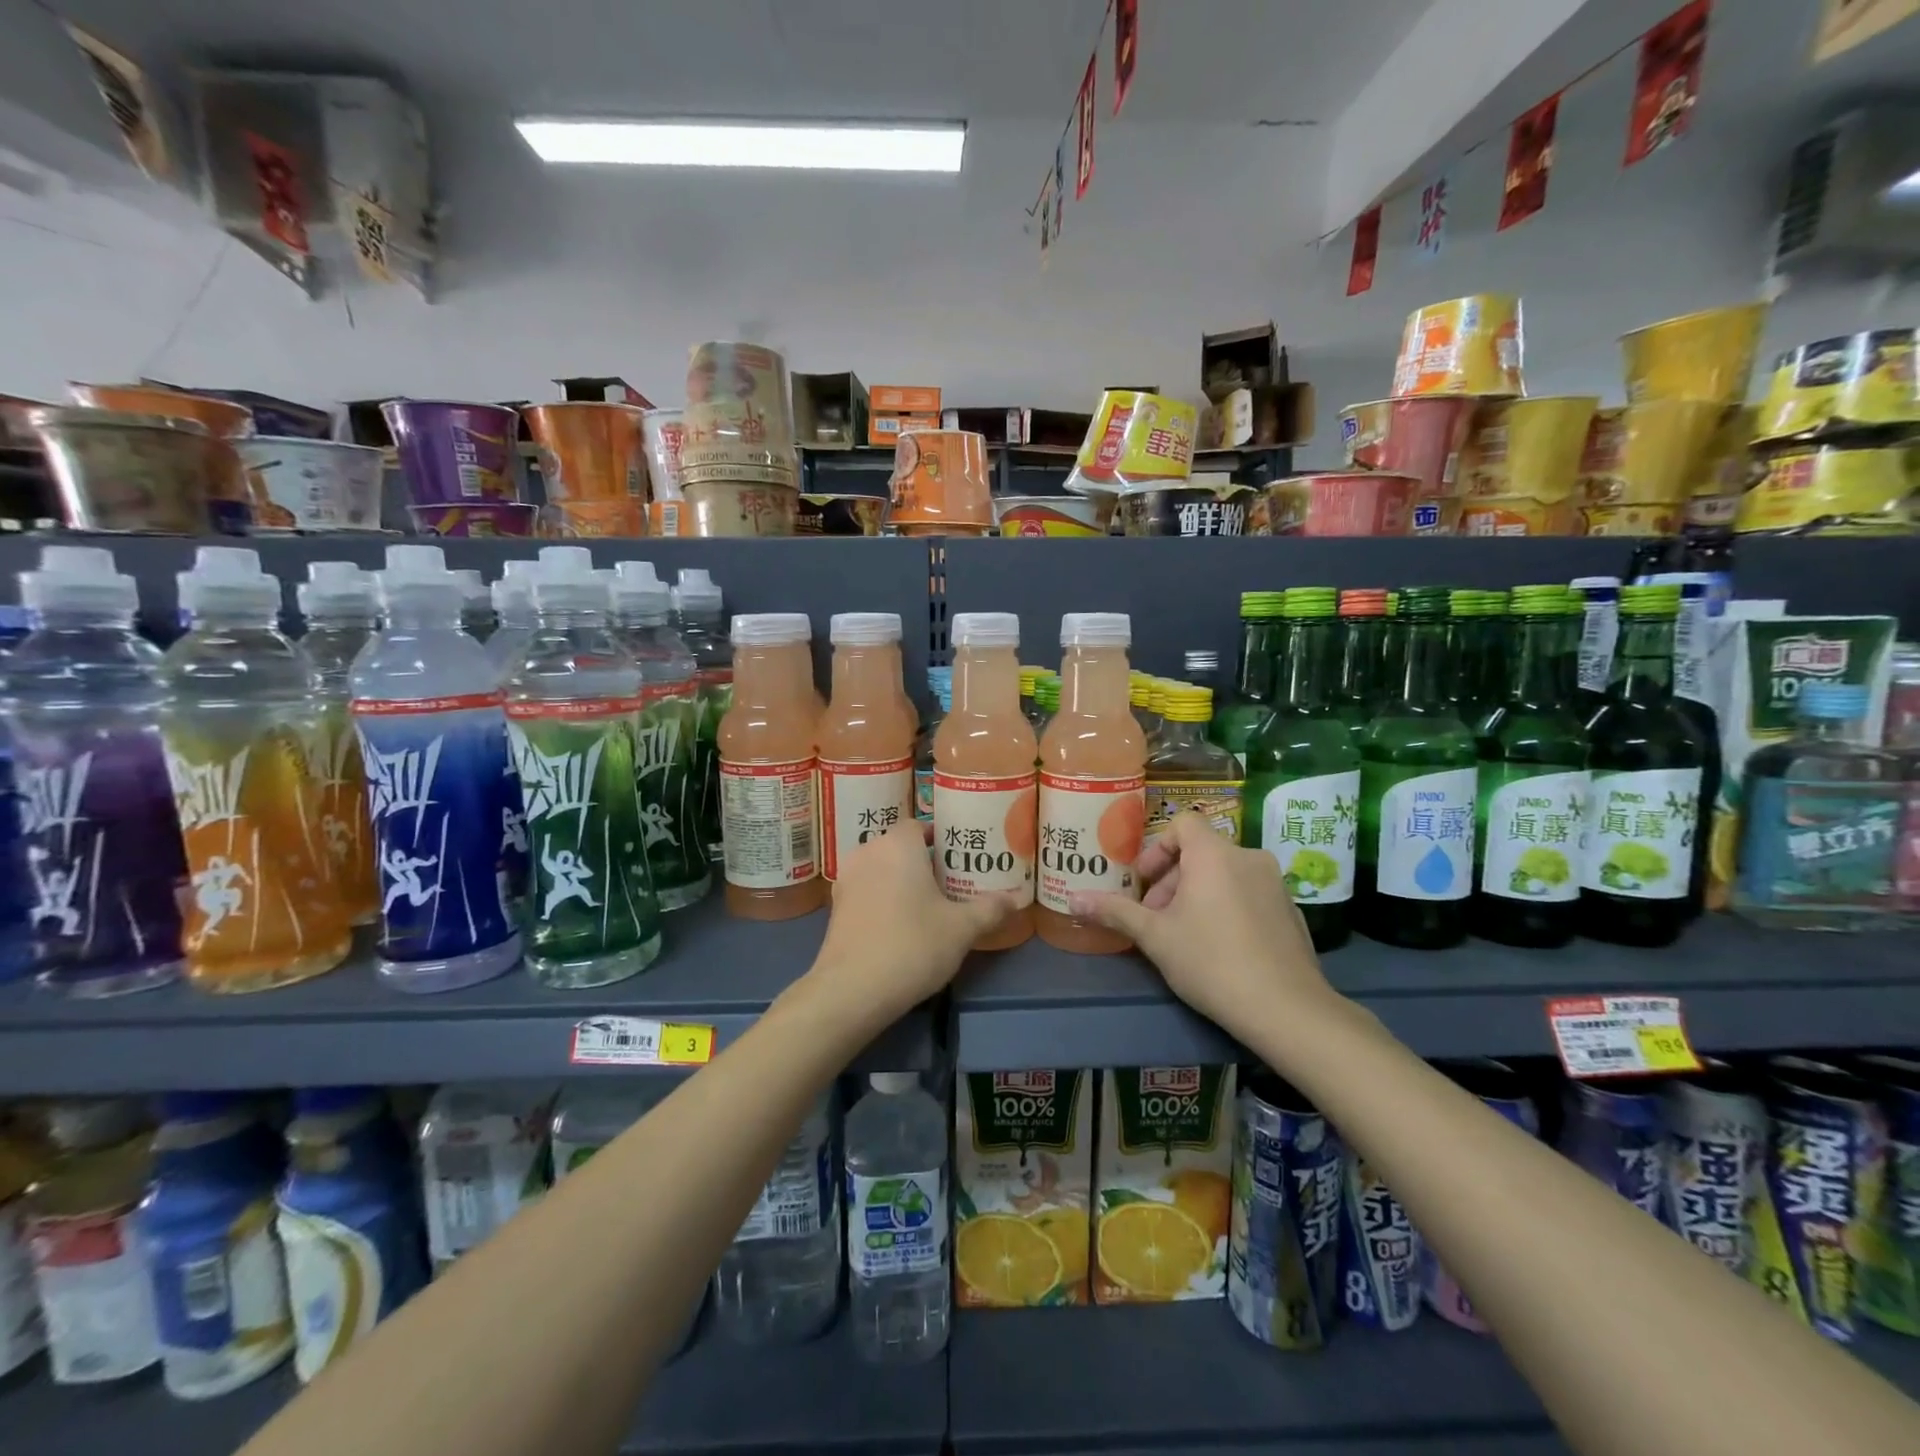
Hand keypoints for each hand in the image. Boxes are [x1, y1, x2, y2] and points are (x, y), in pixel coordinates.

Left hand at [807, 822, 1017, 1020]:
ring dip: (900, 880)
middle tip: (950, 883)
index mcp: (898, 845)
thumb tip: (1014, 899)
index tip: (959, 858)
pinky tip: (899, 925)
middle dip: (923, 861)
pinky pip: (866, 890)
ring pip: (881, 869)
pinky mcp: (835, 907)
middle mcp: (868, 852)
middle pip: (899, 847)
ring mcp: (846, 879)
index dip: (940, 838)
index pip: (919, 825)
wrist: (852, 989)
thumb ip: (989, 909)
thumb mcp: (962, 929)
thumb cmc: (913, 945)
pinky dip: (882, 899)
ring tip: (927, 905)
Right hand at [1069, 812, 1338, 1039]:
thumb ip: (1115, 911)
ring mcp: (1276, 884)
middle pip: (1201, 851)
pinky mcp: (1291, 910)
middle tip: (1155, 917)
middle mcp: (1249, 857)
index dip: (1157, 847)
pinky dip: (1228, 907)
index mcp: (1214, 854)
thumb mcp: (1155, 937)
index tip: (1143, 882)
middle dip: (1172, 879)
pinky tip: (1221, 948)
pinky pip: (1249, 894)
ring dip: (1198, 894)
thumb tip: (1073, 899)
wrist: (1286, 1009)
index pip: (1182, 823)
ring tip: (1184, 934)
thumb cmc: (1211, 962)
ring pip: (1225, 874)